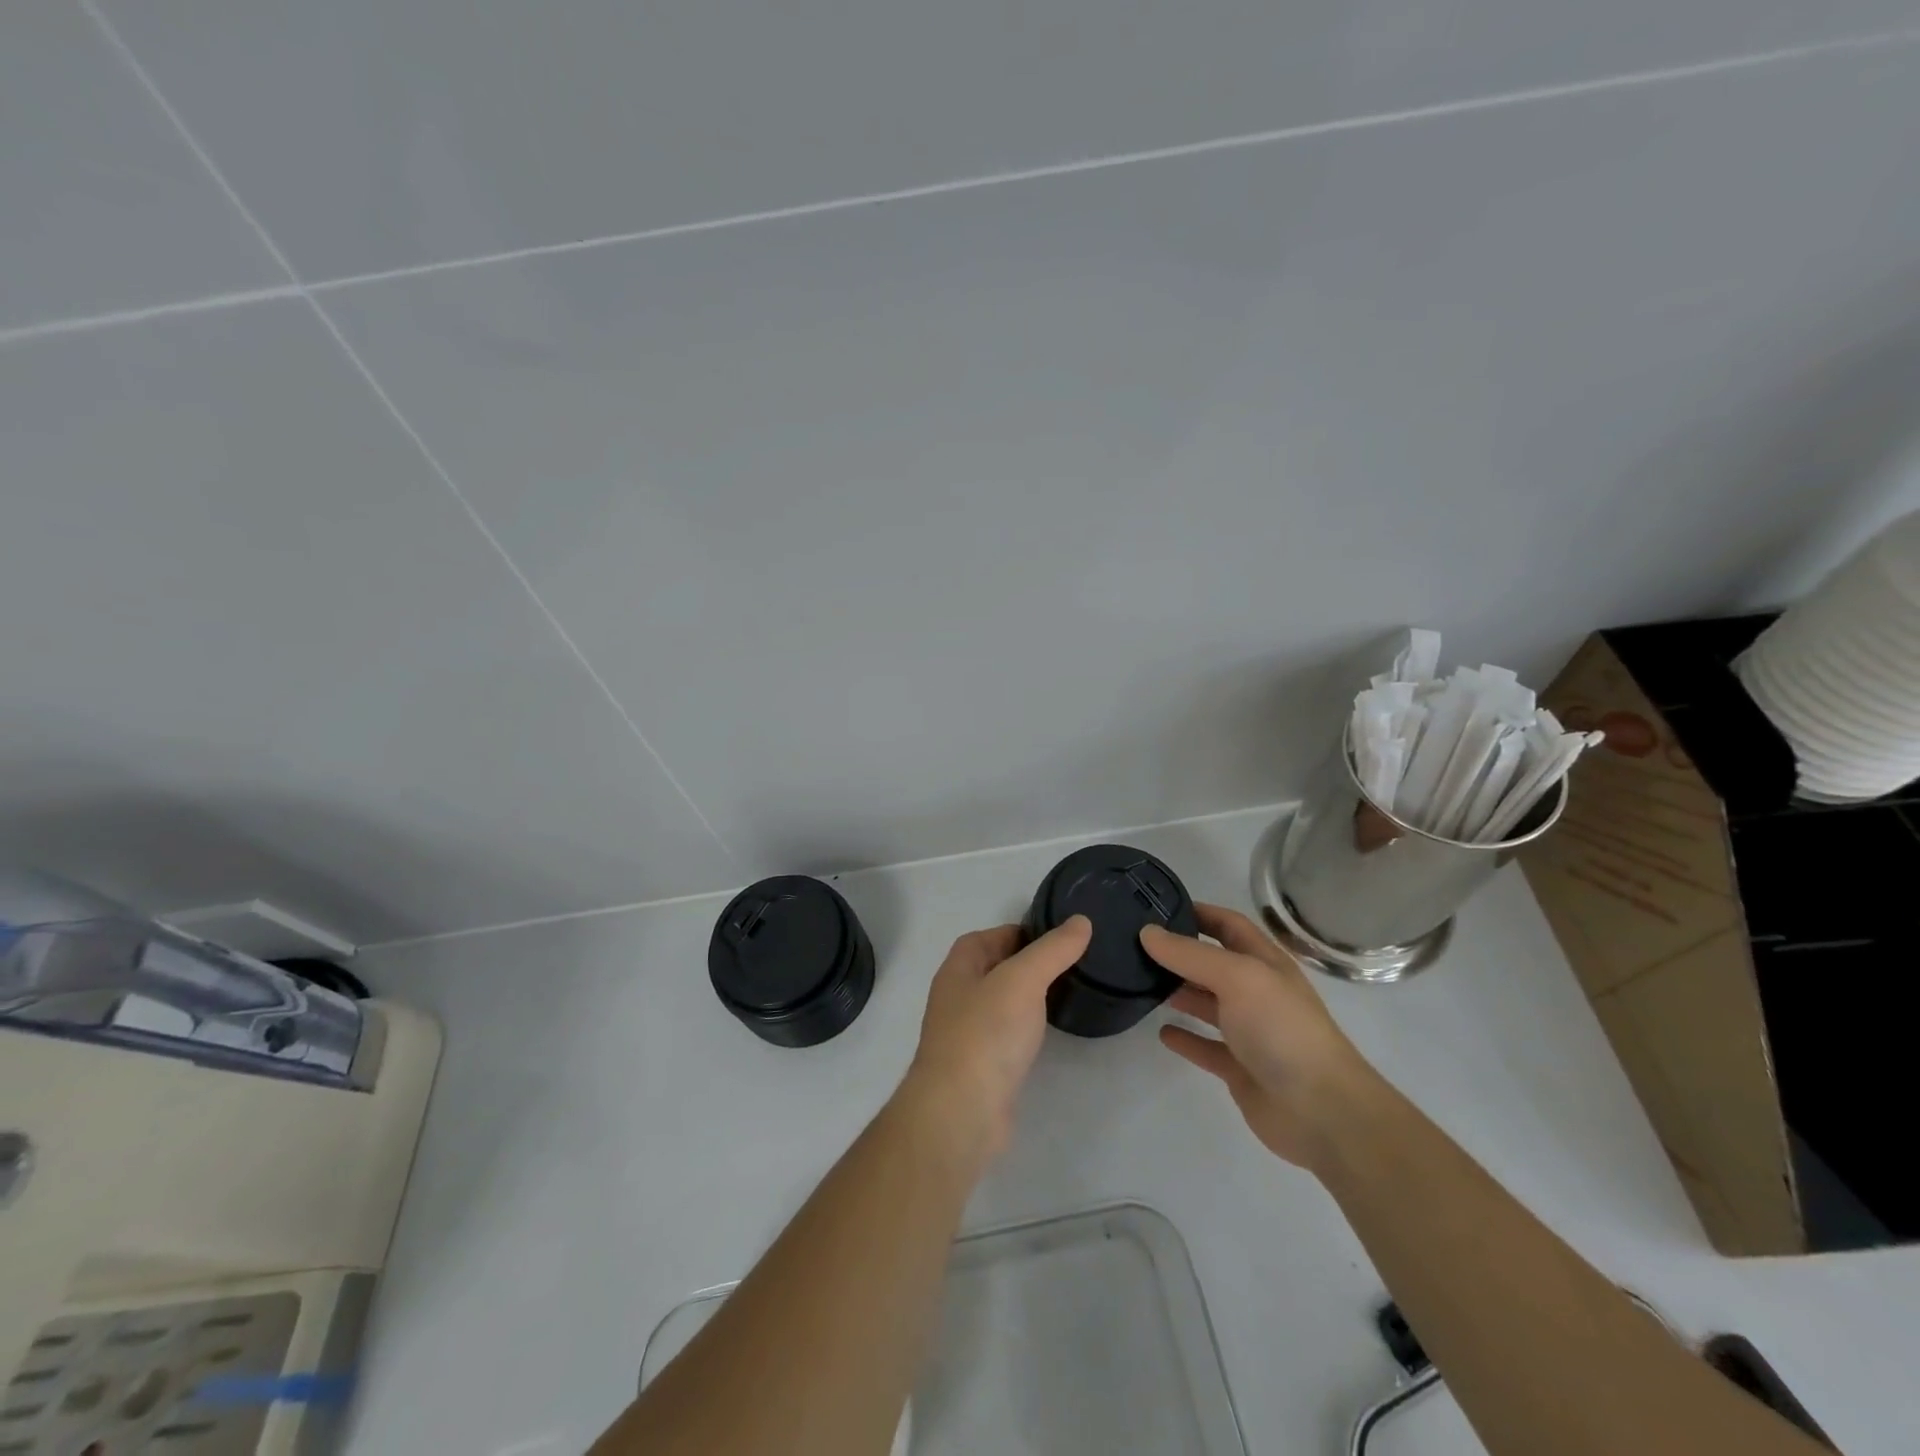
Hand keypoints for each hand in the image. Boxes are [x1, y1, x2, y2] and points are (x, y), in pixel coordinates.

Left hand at [901, 917, 1091, 1164]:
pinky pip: (1007, 1035)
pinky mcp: (981, 1067)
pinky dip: (1026, 1028)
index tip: (1059, 937)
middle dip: (1028, 963)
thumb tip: (1081, 921)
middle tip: (1071, 963)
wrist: (961, 1112)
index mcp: (958, 968)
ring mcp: (967, 1033)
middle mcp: (957, 996)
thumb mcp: (1023, 979)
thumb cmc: (986, 1033)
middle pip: (995, 967)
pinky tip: (1049, 1033)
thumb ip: (1053, 950)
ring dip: (1028, 997)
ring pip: (1002, 1003)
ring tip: (1067, 993)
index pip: (988, 936)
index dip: (1020, 932)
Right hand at [1142, 904, 1377, 1169]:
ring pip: (1207, 1004)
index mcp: (1265, 963)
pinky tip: (1161, 1032)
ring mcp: (1250, 1032)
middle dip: (1180, 953)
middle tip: (1135, 946)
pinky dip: (1185, 1038)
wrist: (1321, 1110)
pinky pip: (1206, 1047)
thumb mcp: (1237, 977)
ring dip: (1178, 992)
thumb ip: (1190, 954)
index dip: (1198, 912)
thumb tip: (1147, 932)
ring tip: (1140, 982)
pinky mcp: (1240, 1069)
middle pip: (1213, 963)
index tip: (1157, 907)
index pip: (1228, 925)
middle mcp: (1257, 992)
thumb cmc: (1281, 1028)